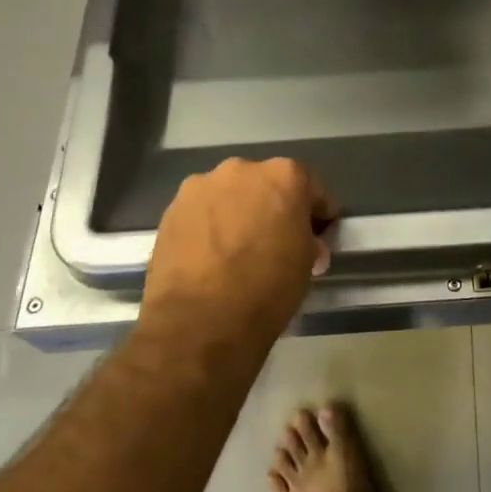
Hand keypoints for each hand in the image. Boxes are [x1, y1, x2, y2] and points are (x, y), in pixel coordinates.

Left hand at [139, 157, 336, 349]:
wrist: (199, 322)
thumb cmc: (266, 289)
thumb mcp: (305, 266)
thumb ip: (308, 242)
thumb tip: (306, 245)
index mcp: (284, 176)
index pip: (312, 186)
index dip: (318, 212)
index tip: (318, 234)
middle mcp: (241, 169)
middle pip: (265, 184)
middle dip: (273, 207)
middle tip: (275, 240)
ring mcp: (201, 186)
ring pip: (229, 195)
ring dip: (238, 214)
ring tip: (236, 250)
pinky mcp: (171, 209)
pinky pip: (201, 212)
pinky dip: (209, 227)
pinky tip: (210, 257)